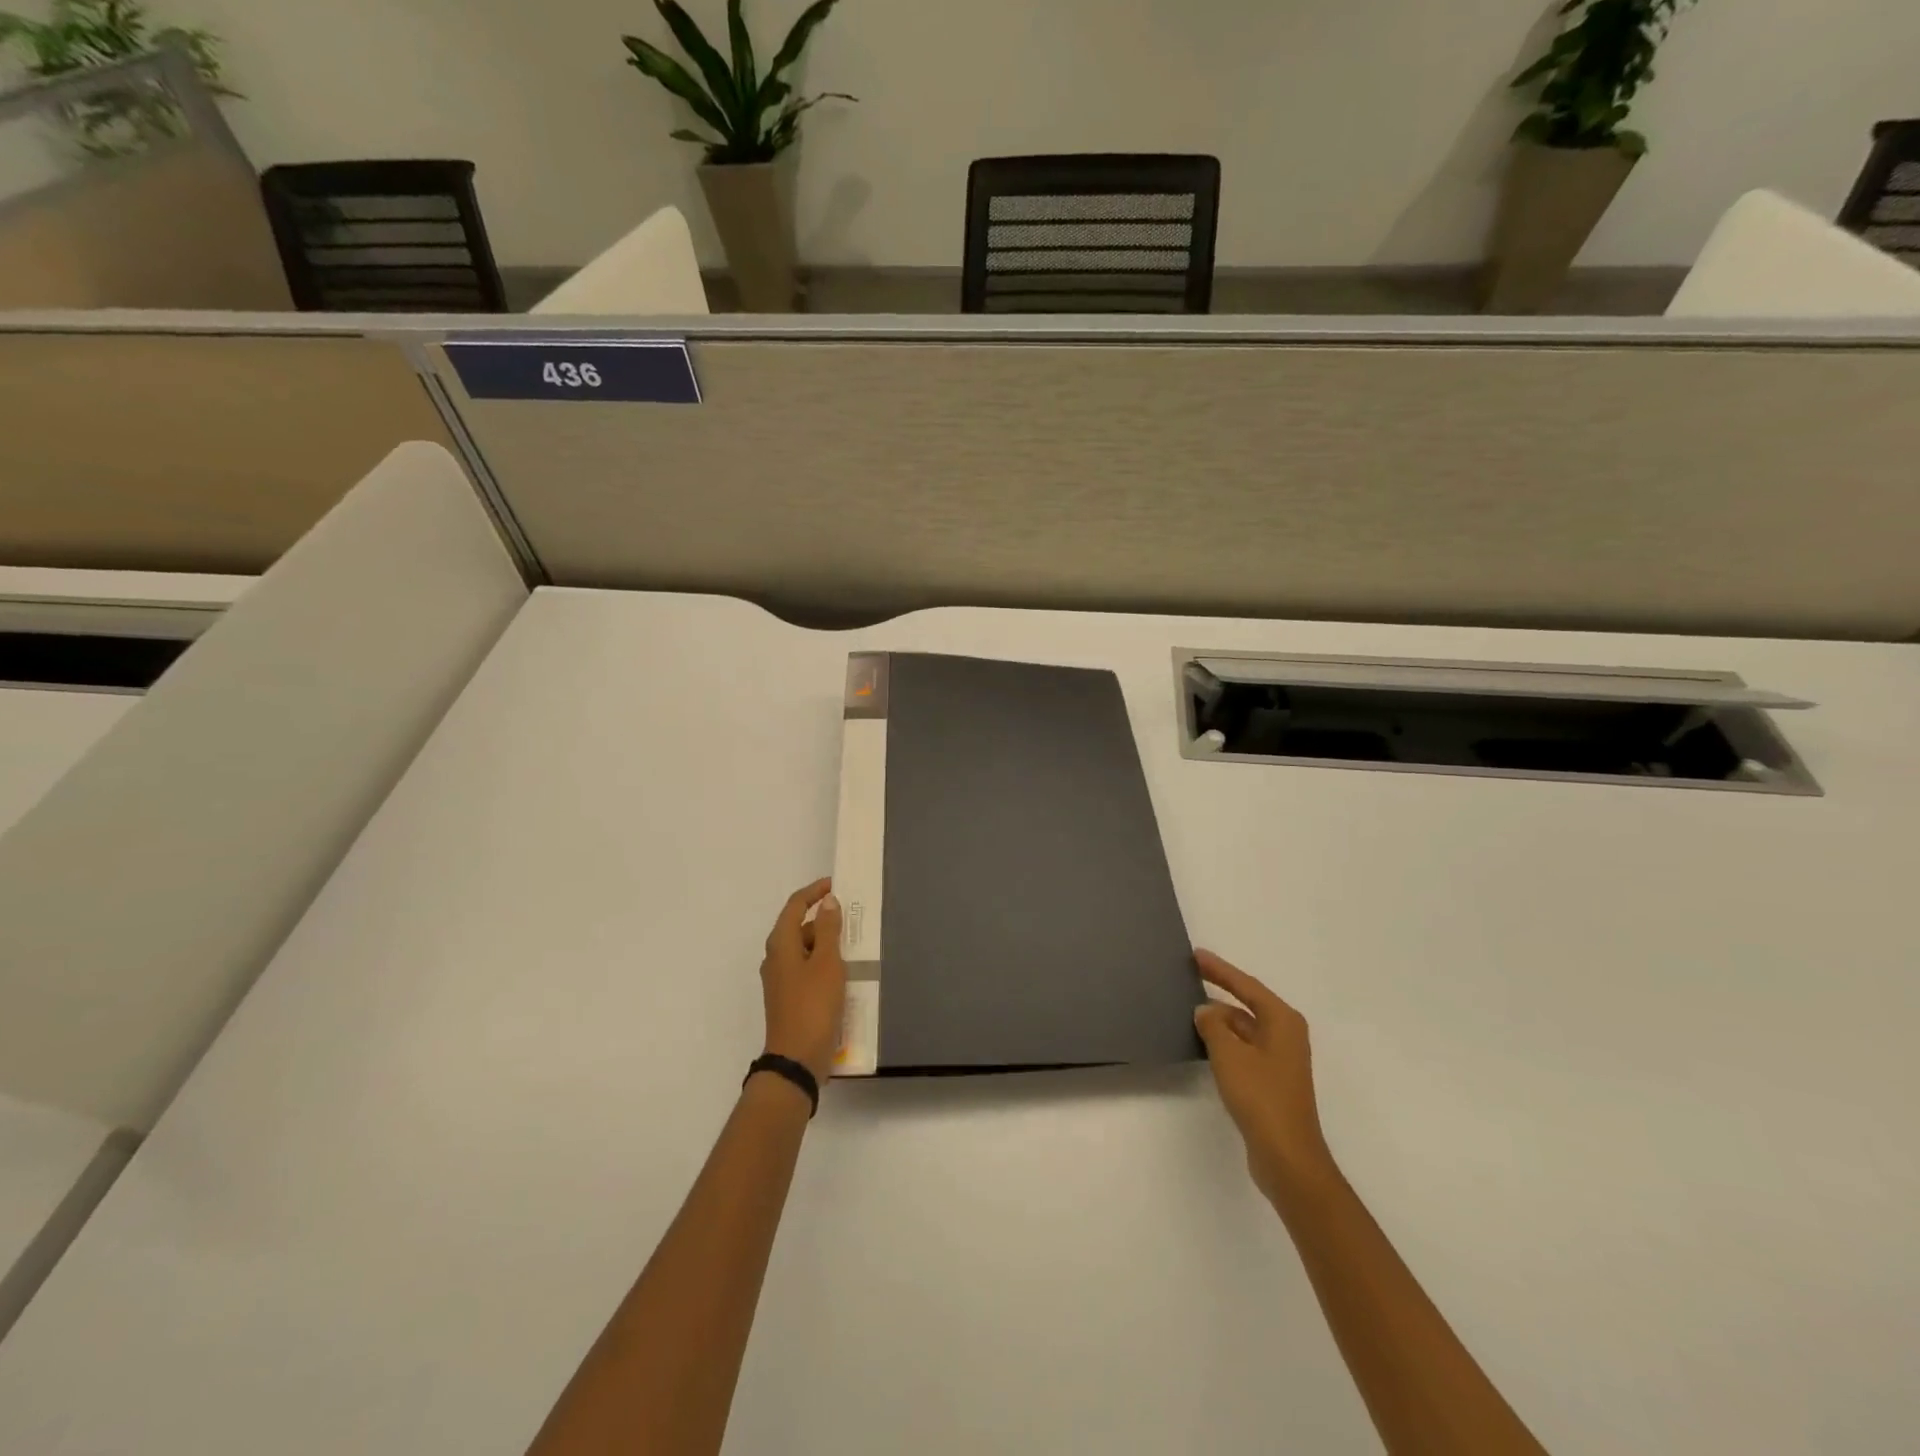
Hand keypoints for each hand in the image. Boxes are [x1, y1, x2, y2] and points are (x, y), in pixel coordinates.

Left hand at [759, 878, 845, 1086]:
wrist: (797, 1059)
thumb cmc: (812, 1005)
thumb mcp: (826, 963)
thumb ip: (827, 930)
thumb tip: (827, 902)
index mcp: (780, 944)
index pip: (794, 906)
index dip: (814, 892)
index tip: (835, 884)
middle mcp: (776, 958)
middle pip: (798, 927)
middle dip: (823, 918)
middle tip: (852, 917)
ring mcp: (781, 980)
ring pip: (804, 950)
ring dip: (825, 943)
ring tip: (854, 945)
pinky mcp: (790, 998)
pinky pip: (807, 970)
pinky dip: (824, 963)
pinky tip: (844, 973)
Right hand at [1193, 950, 1334, 1204]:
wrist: (1287, 1156)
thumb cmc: (1261, 1097)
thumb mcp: (1229, 1054)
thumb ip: (1213, 1025)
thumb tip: (1205, 1011)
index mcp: (1282, 1021)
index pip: (1246, 985)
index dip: (1220, 969)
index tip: (1196, 955)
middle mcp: (1286, 1035)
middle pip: (1247, 1005)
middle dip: (1219, 993)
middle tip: (1189, 978)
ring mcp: (1280, 1060)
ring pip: (1244, 1029)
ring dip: (1220, 1021)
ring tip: (1189, 1011)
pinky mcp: (1272, 1081)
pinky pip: (1244, 1049)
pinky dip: (1225, 1042)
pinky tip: (1204, 1044)